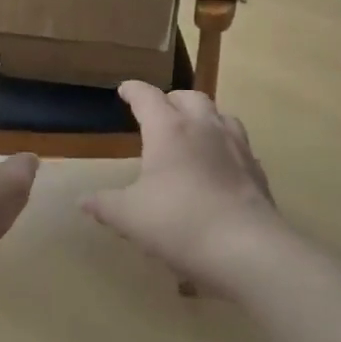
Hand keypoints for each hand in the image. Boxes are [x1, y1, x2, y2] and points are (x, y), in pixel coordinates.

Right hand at [81, 83, 281, 292]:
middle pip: (189, 97)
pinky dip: (224, 146)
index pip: (147, 97)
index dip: (133, 91)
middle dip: (171, 100)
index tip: (124, 90)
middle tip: (159, 112)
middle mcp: (204, 128)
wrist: (248, 251)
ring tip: (192, 133)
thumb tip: (82, 200)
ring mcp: (236, 147)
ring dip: (203, 117)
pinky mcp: (257, 171)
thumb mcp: (129, 217)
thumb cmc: (179, 223)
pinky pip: (239, 145)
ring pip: (220, 115)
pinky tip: (219, 167)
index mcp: (169, 130)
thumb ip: (104, 205)